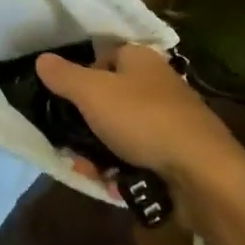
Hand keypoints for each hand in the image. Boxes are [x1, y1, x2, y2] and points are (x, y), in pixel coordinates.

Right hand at [36, 44, 244, 181]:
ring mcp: (170, 118)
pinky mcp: (178, 152)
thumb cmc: (143, 119)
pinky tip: (114, 186)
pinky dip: (124, 169)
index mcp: (140, 58)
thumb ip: (64, 76)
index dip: (81, 78)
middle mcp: (157, 82)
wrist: (202, 171)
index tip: (65, 103)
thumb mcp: (93, 93)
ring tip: (89, 172)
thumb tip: (41, 59)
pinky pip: (140, 156)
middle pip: (110, 99)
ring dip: (100, 153)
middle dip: (86, 126)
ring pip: (122, 132)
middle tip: (71, 148)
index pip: (103, 58)